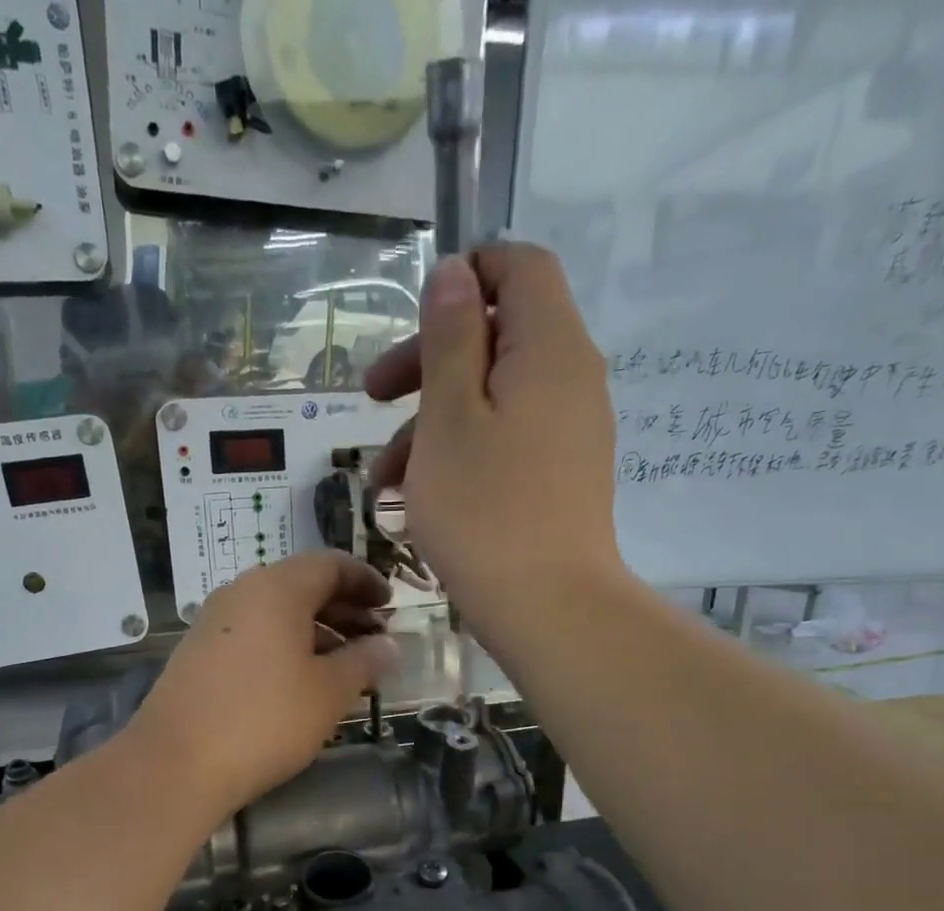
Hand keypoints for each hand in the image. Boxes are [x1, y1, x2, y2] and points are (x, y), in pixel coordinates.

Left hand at [126, 552, 398, 815]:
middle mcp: (241, 593)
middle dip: (344, 609)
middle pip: (302, 586)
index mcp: (277, 588)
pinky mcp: (198, 653)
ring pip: (276, 613)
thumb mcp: (328, 692)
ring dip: (316, 631)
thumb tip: (390, 645)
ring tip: (344, 666)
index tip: (391, 605)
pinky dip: (285, 646)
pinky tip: (300, 682)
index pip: (331, 564)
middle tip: (374, 639)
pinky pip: (254, 634)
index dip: (366, 581)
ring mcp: (214, 622)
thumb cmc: (265, 720)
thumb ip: (364, 662)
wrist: (177, 763)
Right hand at [365, 244, 624, 643]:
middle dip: (428, 362)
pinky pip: (507, 442)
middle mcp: (571, 379)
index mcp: (549, 348)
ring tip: (384, 479)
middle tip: (372, 398)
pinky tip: (418, 499)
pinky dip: (462, 455)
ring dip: (432, 423)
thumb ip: (450, 338)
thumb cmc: (485, 512)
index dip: (465, 277)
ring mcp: (570, 433)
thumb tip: (455, 274)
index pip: (519, 267)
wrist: (549, 609)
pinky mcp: (561, 478)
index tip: (413, 322)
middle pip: (498, 337)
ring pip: (493, 399)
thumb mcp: (449, 418)